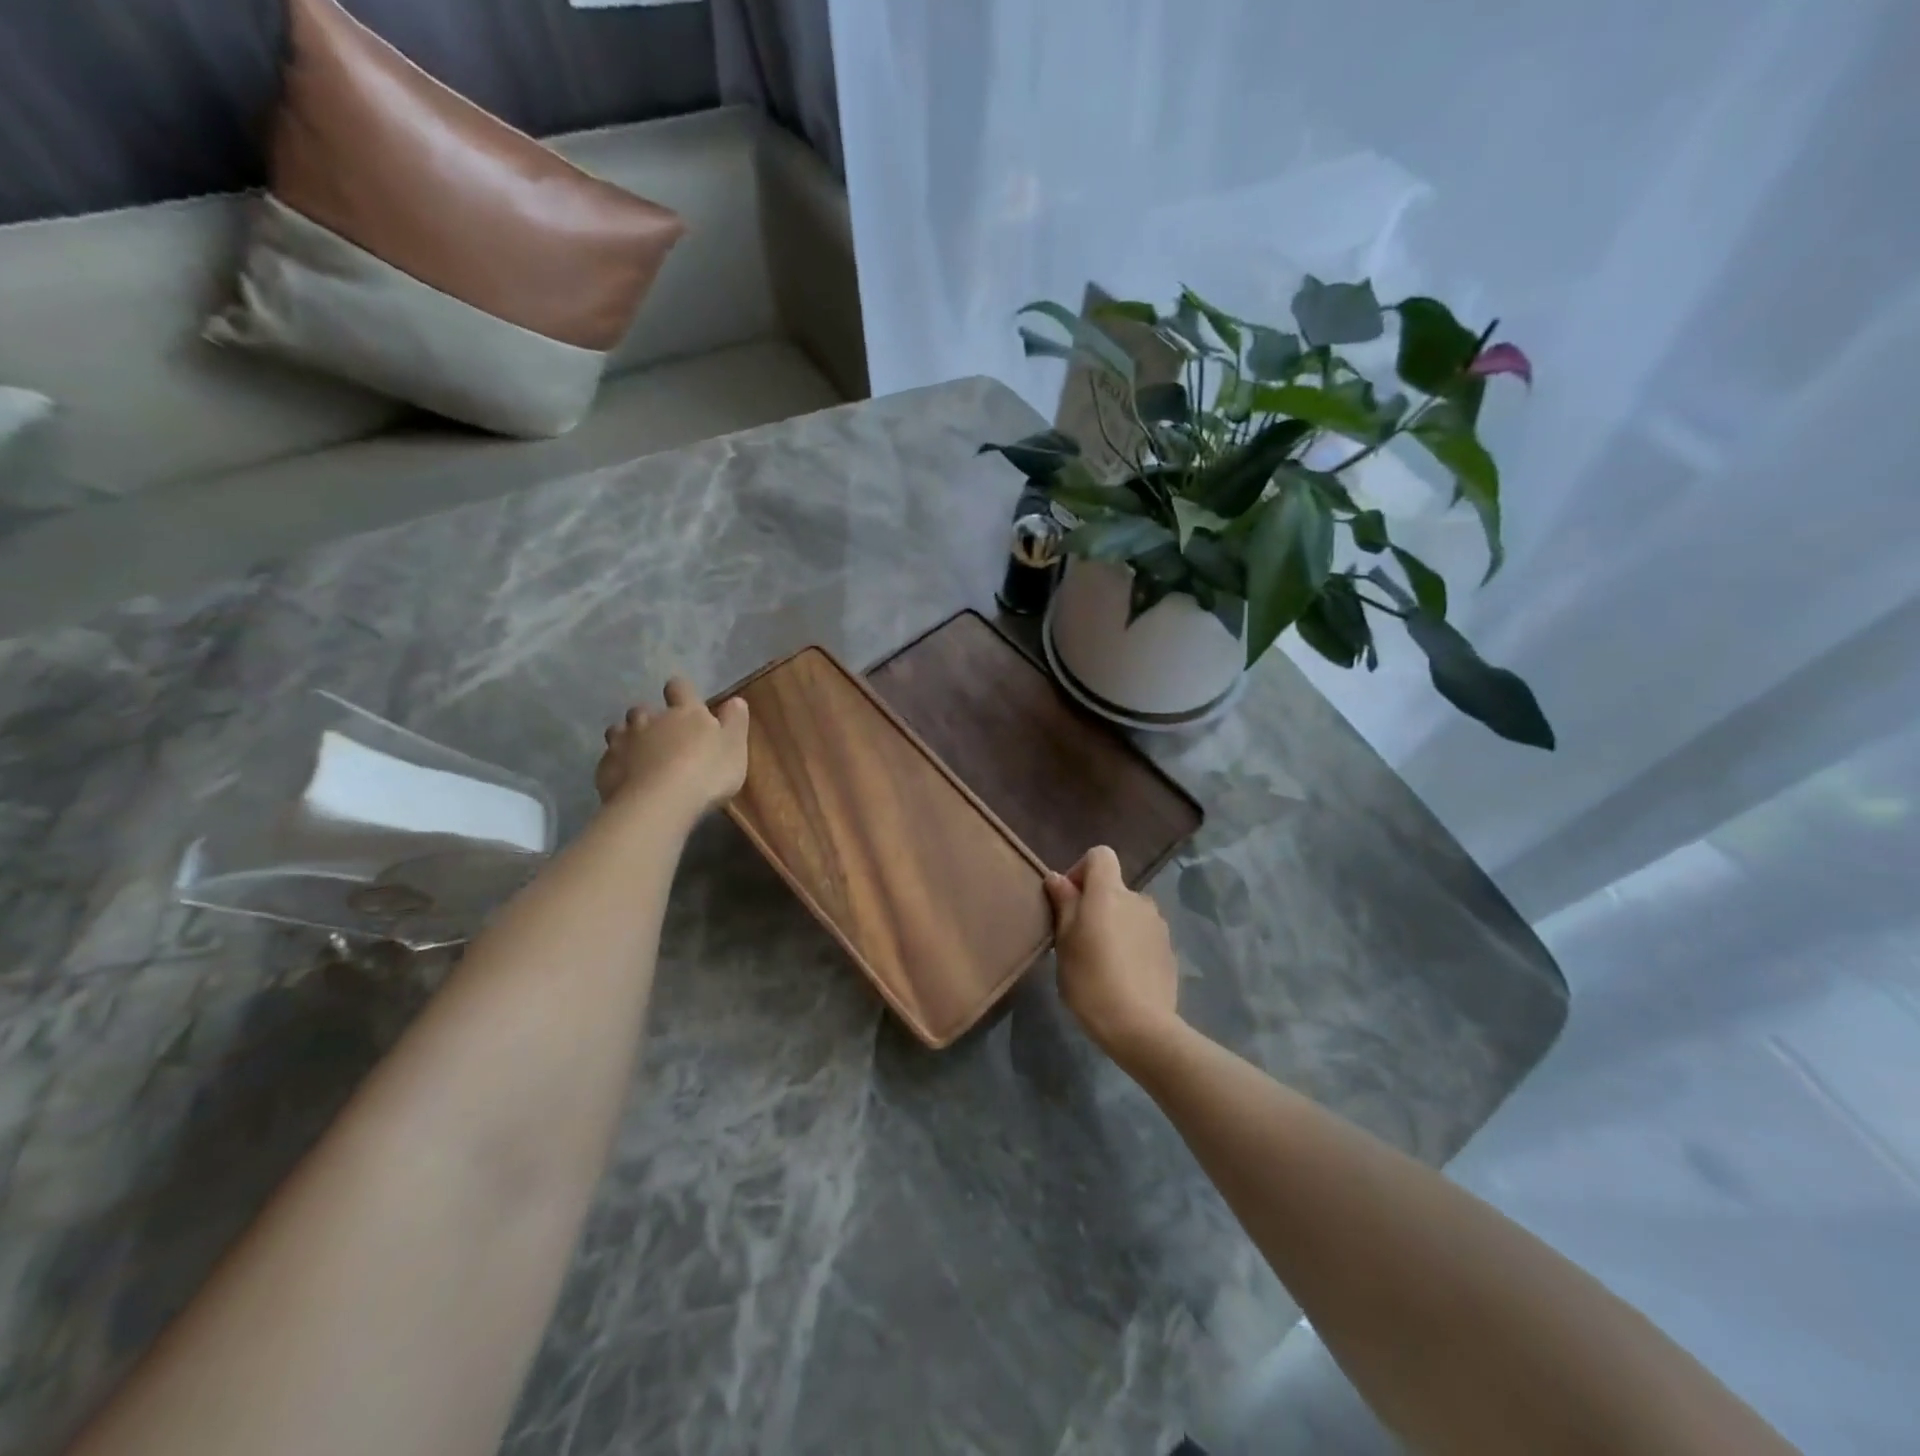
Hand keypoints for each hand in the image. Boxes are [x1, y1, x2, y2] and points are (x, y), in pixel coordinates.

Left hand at [595, 676, 749, 818]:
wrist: (659, 803)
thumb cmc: (706, 772)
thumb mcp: (735, 747)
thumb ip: (735, 721)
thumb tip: (736, 700)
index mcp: (685, 713)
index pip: (680, 688)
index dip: (681, 691)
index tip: (683, 700)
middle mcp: (650, 720)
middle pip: (643, 709)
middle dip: (649, 718)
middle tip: (661, 736)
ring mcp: (623, 742)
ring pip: (619, 730)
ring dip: (628, 738)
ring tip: (639, 756)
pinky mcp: (605, 767)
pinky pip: (608, 759)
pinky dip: (617, 765)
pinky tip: (625, 779)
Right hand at [1045, 846, 1181, 1063]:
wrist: (1140, 1026)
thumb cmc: (1091, 980)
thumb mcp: (1064, 942)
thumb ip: (1064, 904)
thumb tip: (1057, 878)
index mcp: (1109, 892)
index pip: (1100, 855)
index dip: (1081, 870)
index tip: (1068, 900)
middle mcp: (1138, 899)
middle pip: (1114, 887)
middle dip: (1096, 904)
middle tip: (1078, 939)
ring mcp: (1158, 925)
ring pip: (1129, 912)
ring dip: (1115, 925)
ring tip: (1102, 960)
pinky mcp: (1168, 949)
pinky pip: (1143, 934)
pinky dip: (1131, 944)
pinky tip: (1122, 975)